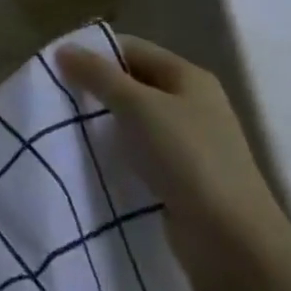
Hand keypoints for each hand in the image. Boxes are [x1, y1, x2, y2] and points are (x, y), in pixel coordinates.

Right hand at [59, 35, 290, 290]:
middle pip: (133, 83)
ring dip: (103, 122)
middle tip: (56, 96)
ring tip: (65, 127)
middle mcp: (192, 104)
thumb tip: (63, 49)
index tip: (57, 65)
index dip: (95, 52)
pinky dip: (116, 152)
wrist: (233, 242)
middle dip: (95, 88)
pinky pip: (140, 152)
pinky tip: (92, 159)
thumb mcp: (137, 106)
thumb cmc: (186, 158)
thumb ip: (98, 75)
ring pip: (134, 120)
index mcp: (188, 77)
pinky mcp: (182, 178)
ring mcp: (190, 143)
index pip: (132, 49)